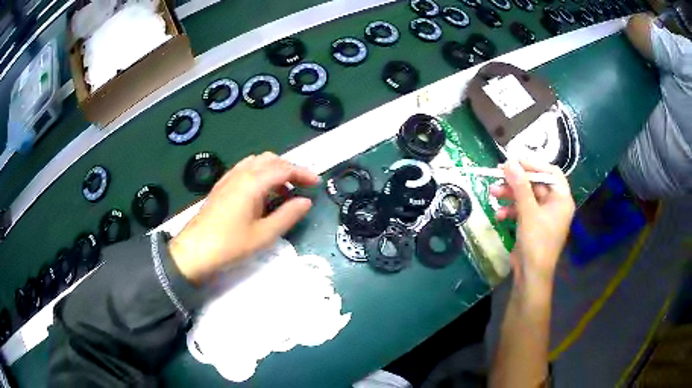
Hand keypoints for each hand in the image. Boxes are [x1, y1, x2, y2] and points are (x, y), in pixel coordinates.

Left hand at [169, 152, 318, 282]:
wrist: (194, 251)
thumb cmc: (230, 244)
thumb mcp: (264, 234)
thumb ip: (288, 215)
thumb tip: (306, 201)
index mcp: (253, 182)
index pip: (284, 168)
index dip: (303, 173)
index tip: (317, 183)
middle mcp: (241, 173)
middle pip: (271, 159)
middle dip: (289, 169)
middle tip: (301, 187)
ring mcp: (229, 178)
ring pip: (257, 162)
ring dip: (274, 170)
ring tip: (283, 191)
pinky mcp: (222, 186)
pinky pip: (245, 170)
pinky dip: (260, 174)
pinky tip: (261, 193)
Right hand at [490, 160, 574, 290]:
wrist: (531, 275)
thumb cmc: (537, 242)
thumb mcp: (528, 212)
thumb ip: (520, 186)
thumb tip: (509, 162)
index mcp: (561, 199)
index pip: (550, 172)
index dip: (533, 164)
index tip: (514, 161)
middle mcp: (555, 204)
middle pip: (536, 184)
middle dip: (516, 181)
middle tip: (498, 174)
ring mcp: (544, 215)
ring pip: (526, 196)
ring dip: (510, 194)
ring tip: (493, 192)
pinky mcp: (533, 224)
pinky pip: (523, 210)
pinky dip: (511, 210)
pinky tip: (499, 214)